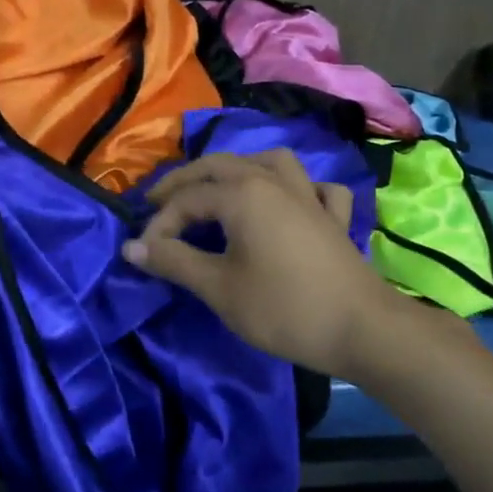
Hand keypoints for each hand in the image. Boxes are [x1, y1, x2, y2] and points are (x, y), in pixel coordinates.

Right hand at [122, 149, 406, 375]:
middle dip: (185, 182)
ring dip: (240, 168)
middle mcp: (273, 181)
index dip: (160, 224)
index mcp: (243, 193)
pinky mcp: (333, 217)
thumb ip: (174, 261)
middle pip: (220, 166)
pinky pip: (314, 188)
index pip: (187, 199)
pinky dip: (298, 188)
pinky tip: (291, 201)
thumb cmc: (283, 308)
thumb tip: (131, 246)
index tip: (144, 253)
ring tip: (221, 188)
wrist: (361, 329)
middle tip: (158, 203)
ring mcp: (309, 195)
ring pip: (270, 162)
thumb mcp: (219, 288)